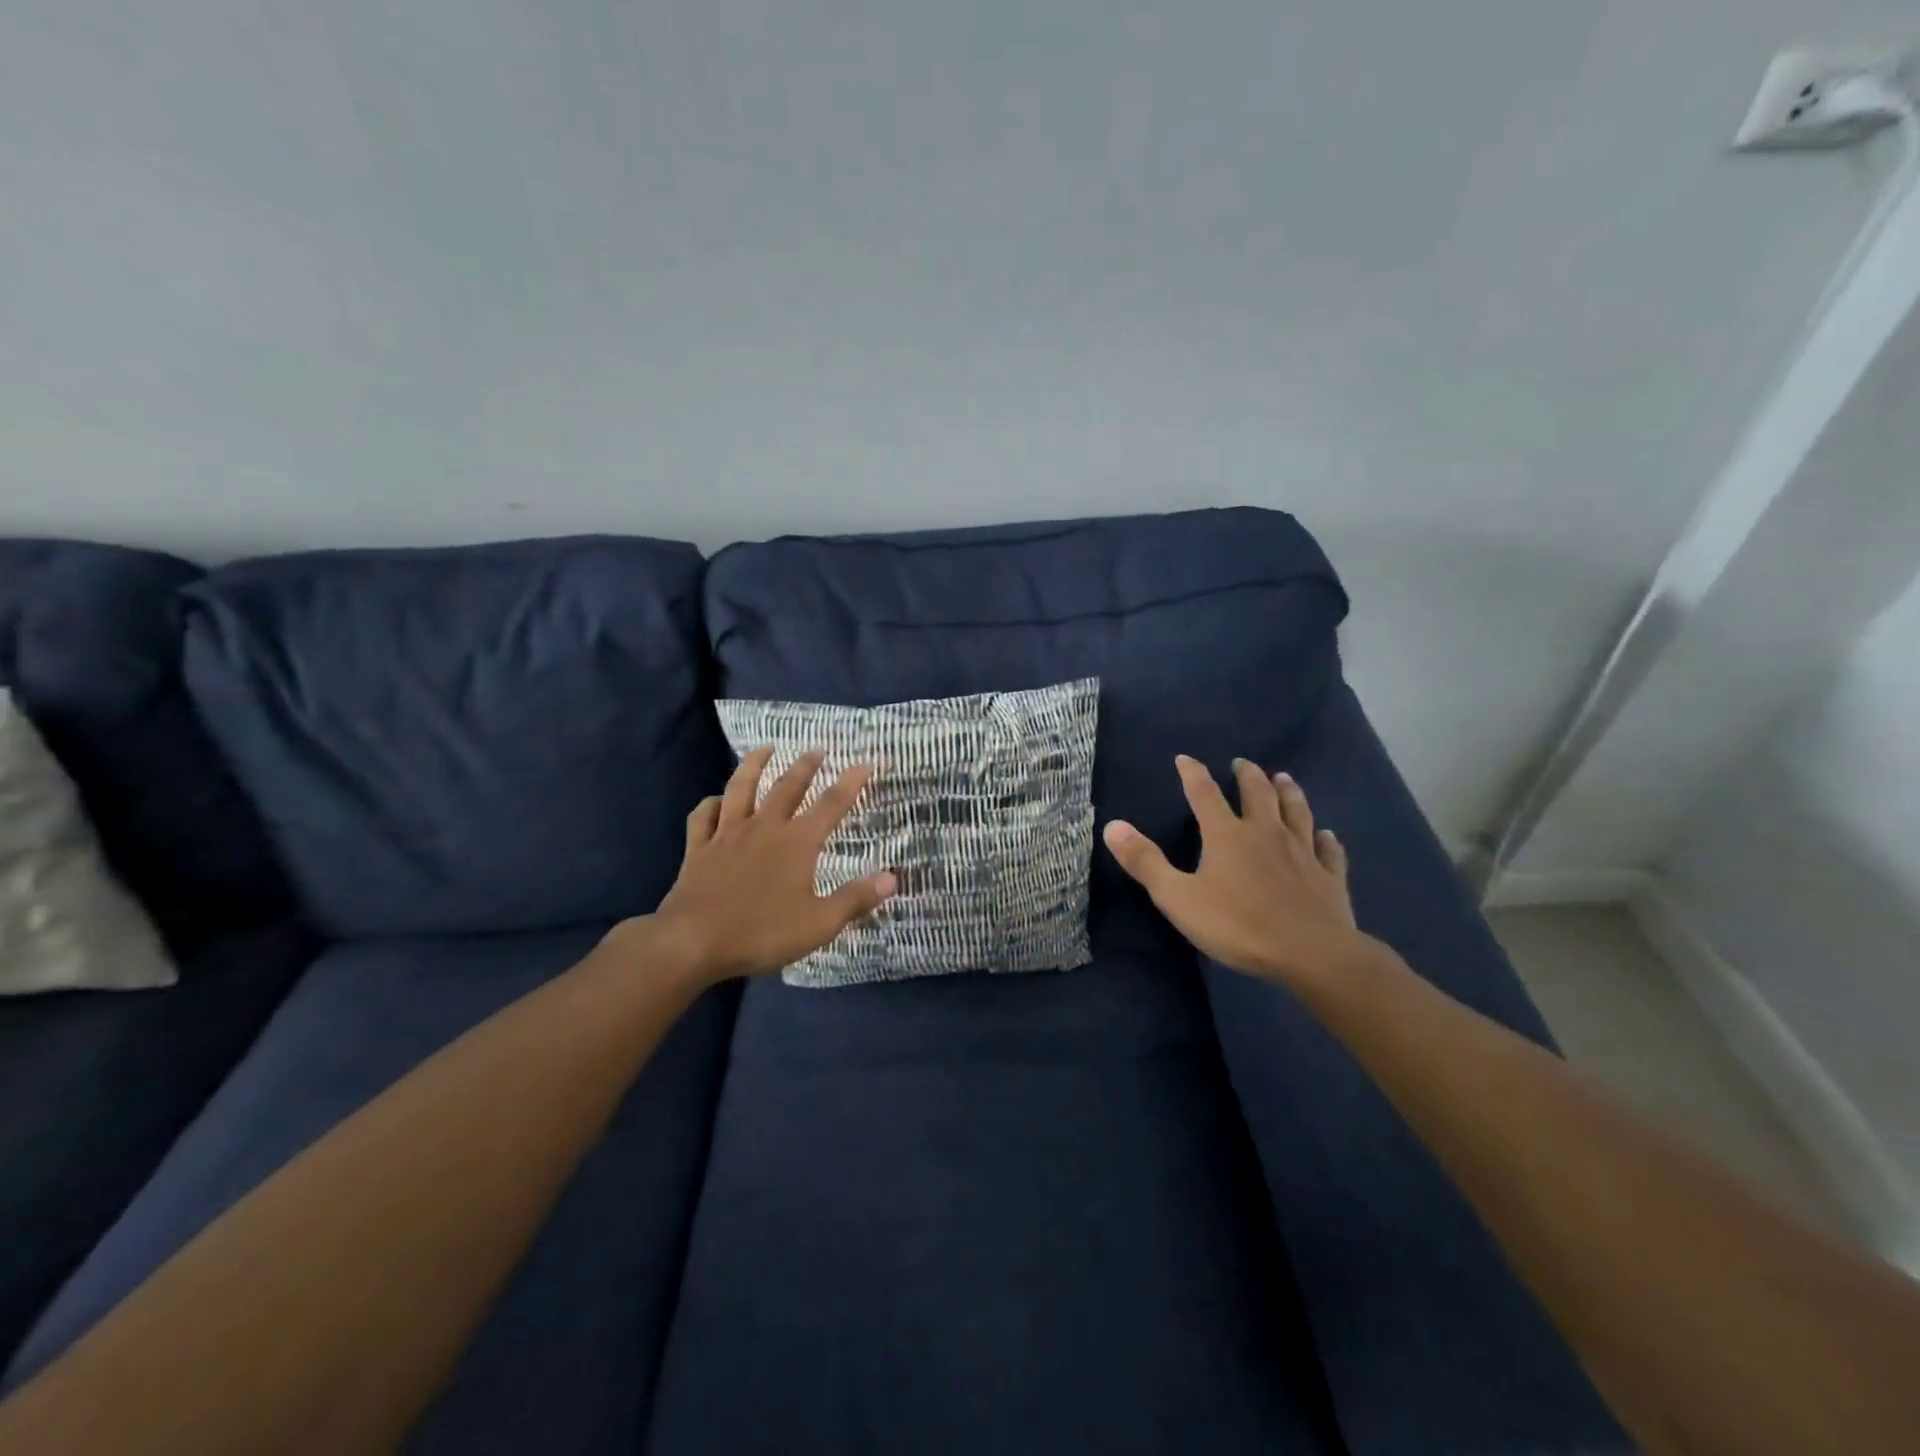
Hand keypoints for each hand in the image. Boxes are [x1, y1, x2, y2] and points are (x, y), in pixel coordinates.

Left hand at [638, 747, 896, 984]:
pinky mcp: (698, 849)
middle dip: (805, 765)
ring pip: (741, 789)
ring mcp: (727, 835)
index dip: (853, 781)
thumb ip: (856, 899)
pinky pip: (703, 817)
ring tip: (765, 749)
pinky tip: (715, 801)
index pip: (832, 804)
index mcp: (797, 842)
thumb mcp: (819, 923)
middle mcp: (764, 828)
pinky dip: (711, 804)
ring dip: (754, 765)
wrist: (692, 941)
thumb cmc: (761, 932)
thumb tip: (892, 877)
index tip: (868, 762)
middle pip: (787, 786)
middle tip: (817, 749)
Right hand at [1103, 755, 1373, 986]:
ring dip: (1289, 792)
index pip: (1204, 794)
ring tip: (1284, 778)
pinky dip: (1326, 839)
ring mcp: (1302, 852)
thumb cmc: (1238, 925)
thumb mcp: (1178, 897)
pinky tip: (1327, 835)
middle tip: (1242, 764)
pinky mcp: (1329, 876)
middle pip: (1257, 793)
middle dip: (1247, 775)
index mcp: (1227, 835)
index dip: (1193, 773)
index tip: (1186, 758)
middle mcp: (1266, 832)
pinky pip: (1328, 850)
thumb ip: (1145, 862)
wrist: (1312, 953)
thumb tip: (1112, 825)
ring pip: (1297, 811)